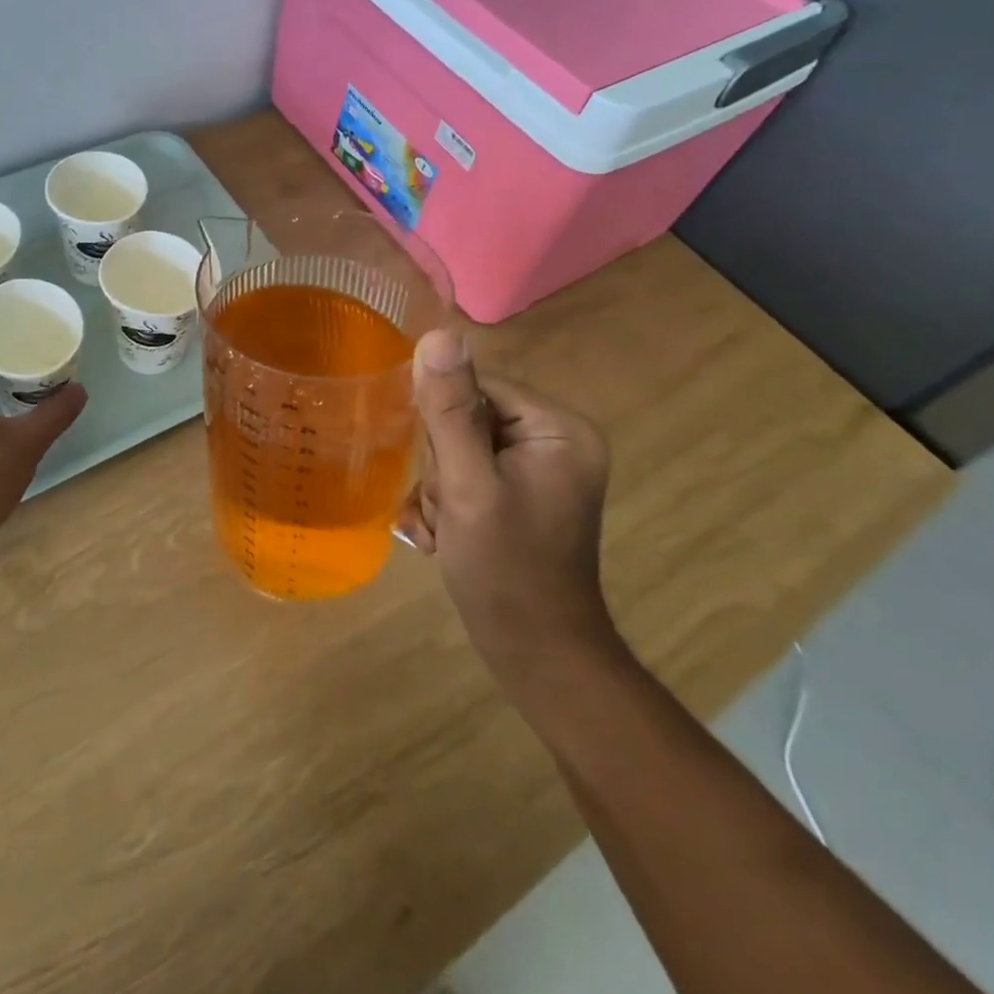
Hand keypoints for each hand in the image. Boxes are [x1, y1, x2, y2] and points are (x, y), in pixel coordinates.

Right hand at [399, 328, 616, 689]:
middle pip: (465, 418)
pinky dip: (446, 504)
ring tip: (443, 529)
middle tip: (446, 511)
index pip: (477, 385)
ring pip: (457, 448)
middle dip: (440, 466)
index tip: (436, 470)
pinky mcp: (519, 492)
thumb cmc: (506, 572)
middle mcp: (554, 440)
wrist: (536, 658)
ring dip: (437, 489)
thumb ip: (450, 411)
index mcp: (558, 428)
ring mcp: (537, 468)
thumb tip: (438, 335)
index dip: (441, 422)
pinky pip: (466, 473)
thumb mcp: (469, 486)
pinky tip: (440, 536)